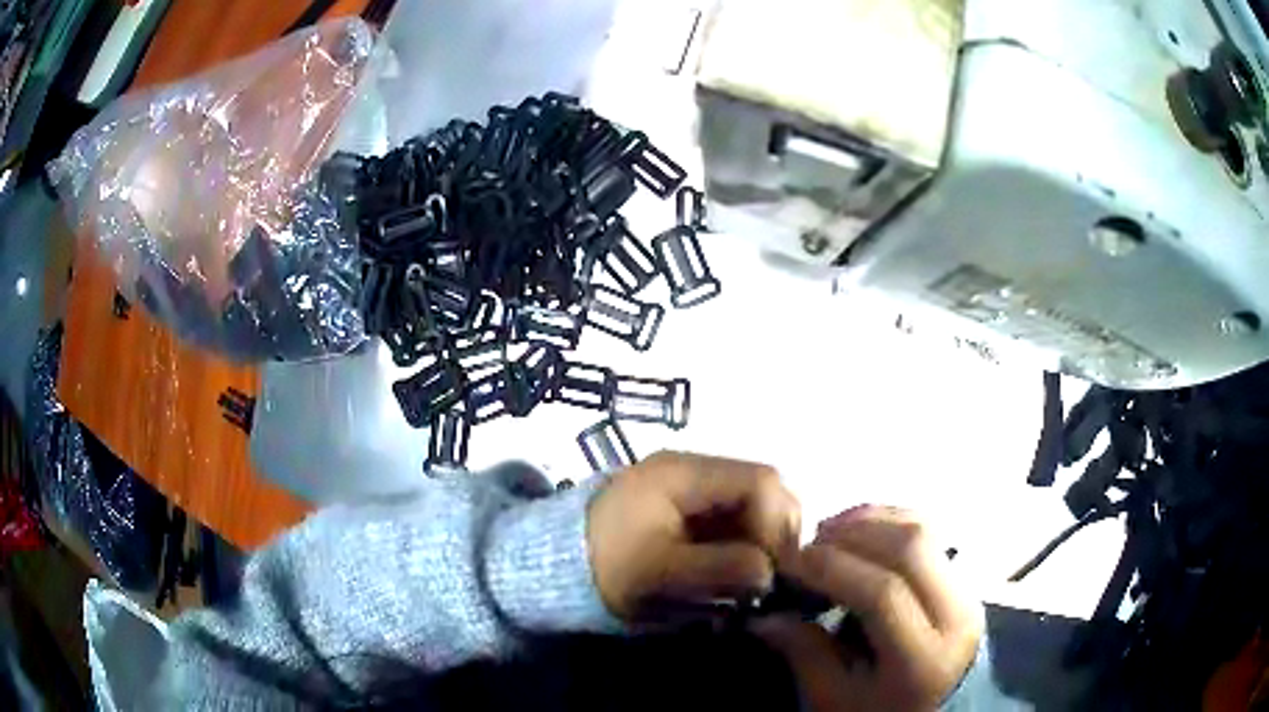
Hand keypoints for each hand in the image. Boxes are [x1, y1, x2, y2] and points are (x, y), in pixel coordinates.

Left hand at [588, 451, 800, 619]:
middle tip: (769, 576)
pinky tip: (734, 572)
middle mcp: (693, 469)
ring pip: (751, 504)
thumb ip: (719, 569)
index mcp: (685, 473)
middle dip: (775, 532)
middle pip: (762, 487)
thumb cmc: (604, 566)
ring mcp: (689, 486)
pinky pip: (731, 517)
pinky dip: (743, 543)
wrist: (554, 565)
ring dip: (761, 540)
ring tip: (751, 579)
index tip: (771, 570)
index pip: (761, 480)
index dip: (777, 524)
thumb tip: (770, 573)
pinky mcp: (685, 506)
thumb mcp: (659, 573)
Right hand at [754, 506, 982, 711]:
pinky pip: (932, 531)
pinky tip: (860, 529)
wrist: (938, 710)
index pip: (884, 593)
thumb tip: (765, 615)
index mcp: (924, 658)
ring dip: (871, 521)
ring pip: (924, 530)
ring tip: (829, 533)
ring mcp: (968, 590)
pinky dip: (891, 520)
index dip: (834, 568)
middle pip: (911, 548)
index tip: (790, 561)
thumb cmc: (880, 711)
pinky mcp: (964, 576)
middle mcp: (956, 615)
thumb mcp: (835, 698)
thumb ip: (804, 652)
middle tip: (807, 545)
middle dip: (852, 535)